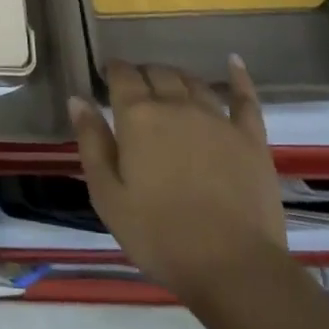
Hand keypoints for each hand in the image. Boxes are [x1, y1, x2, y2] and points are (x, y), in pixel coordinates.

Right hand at [69, 57, 287, 303]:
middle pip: (158, 73)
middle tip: (135, 88)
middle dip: (143, 74)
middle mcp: (177, 106)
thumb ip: (91, 142)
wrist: (233, 267)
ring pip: (193, 82)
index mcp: (138, 117)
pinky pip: (245, 98)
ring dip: (177, 77)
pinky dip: (238, 77)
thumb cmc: (158, 234)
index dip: (112, 70)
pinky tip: (233, 61)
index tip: (105, 75)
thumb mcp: (107, 194)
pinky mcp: (250, 138)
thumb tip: (77, 98)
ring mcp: (217, 119)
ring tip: (168, 84)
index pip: (122, 76)